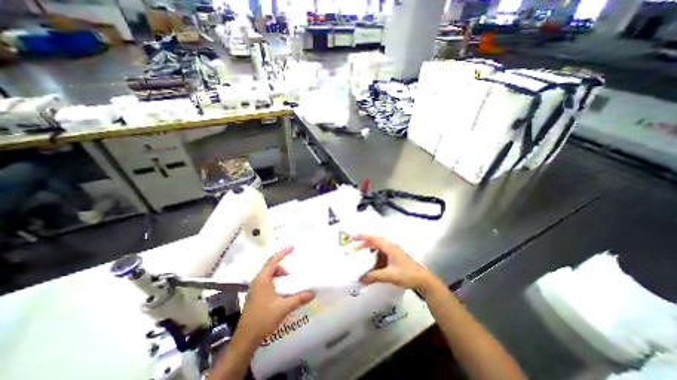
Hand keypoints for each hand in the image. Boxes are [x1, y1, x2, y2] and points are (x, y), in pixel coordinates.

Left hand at [236, 248, 312, 343]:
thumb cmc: (263, 319)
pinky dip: (276, 281)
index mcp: (262, 280)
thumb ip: (299, 299)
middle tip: (292, 273)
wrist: (245, 339)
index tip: (293, 247)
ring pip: (269, 275)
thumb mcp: (283, 308)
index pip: (273, 261)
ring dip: (279, 275)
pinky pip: (267, 282)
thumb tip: (313, 293)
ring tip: (288, 282)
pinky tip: (282, 291)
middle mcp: (257, 281)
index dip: (283, 253)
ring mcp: (255, 289)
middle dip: (282, 266)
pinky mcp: (256, 296)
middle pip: (271, 267)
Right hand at [357, 233, 436, 292]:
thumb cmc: (407, 274)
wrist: (422, 279)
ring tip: (360, 251)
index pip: (373, 238)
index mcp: (389, 247)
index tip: (353, 237)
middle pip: (375, 240)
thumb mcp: (390, 275)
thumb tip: (360, 279)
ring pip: (378, 246)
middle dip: (364, 241)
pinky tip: (371, 261)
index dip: (362, 236)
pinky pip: (381, 252)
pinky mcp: (393, 256)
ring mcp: (392, 251)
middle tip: (354, 245)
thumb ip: (374, 276)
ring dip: (369, 248)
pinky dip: (374, 254)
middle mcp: (390, 246)